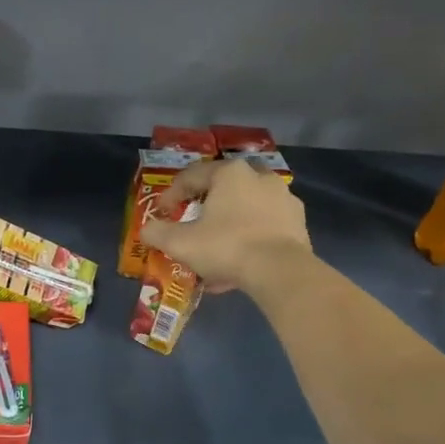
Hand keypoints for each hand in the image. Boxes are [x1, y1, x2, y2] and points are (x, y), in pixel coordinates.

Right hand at [140, 159, 312, 293]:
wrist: (280, 270)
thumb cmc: (226, 247)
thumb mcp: (180, 243)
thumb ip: (157, 233)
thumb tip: (146, 230)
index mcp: (230, 173)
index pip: (192, 176)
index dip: (171, 195)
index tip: (162, 214)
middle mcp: (259, 176)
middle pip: (223, 188)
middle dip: (205, 206)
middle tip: (192, 225)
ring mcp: (283, 197)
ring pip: (246, 207)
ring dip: (229, 223)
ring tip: (216, 249)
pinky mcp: (298, 221)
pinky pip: (265, 225)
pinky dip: (250, 237)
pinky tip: (240, 260)